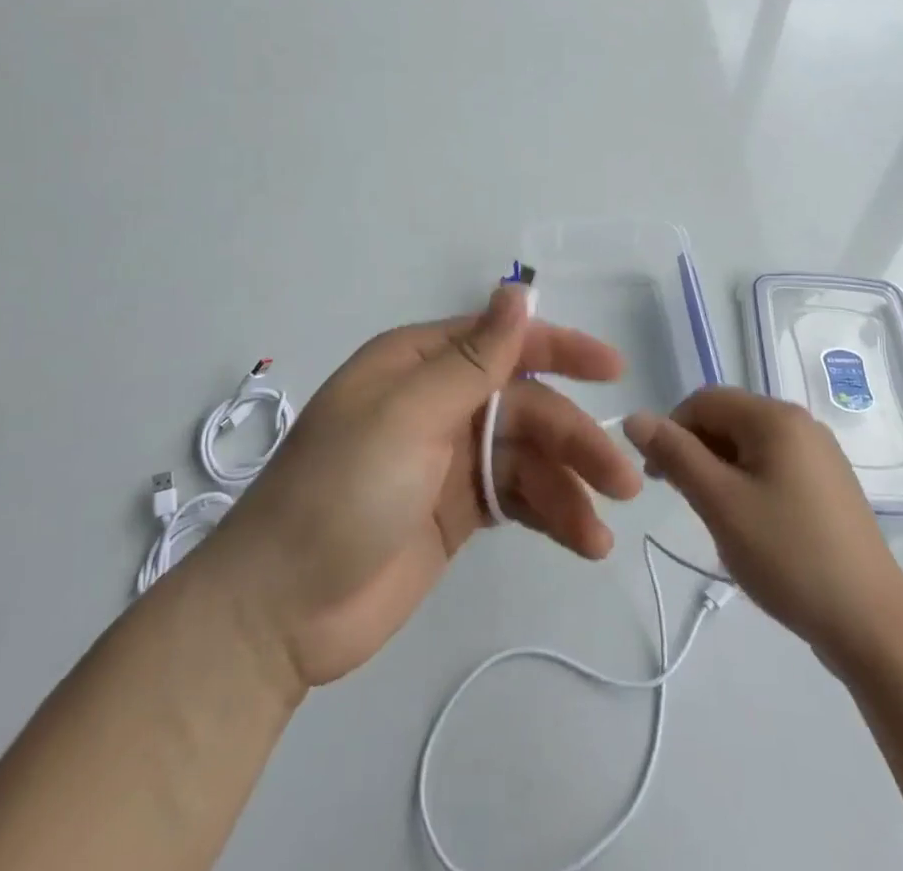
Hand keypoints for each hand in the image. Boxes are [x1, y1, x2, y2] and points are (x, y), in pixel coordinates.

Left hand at [212, 285, 641, 689]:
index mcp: (420, 365)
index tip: (612, 369)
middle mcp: (440, 403)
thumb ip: (472, 359)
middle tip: (624, 479)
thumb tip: (518, 291)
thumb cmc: (340, 492)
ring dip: (571, 487)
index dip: (560, 350)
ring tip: (602, 532)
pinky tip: (583, 540)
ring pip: (529, 456)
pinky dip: (552, 514)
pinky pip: (518, 498)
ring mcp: (451, 459)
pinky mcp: (458, 510)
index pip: (503, 342)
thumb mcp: (406, 416)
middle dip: (575, 439)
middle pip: (526, 407)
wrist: (279, 611)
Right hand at [623, 389, 902, 671]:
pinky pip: (775, 467)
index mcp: (776, 417)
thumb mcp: (720, 503)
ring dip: (721, 471)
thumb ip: (675, 454)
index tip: (657, 478)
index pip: (704, 400)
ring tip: (720, 521)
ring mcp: (821, 454)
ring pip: (750, 446)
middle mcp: (801, 423)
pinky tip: (753, 528)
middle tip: (688, 503)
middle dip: (697, 452)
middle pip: (729, 419)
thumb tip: (636, 417)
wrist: (872, 625)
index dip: (671, 430)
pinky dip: (750, 485)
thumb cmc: (788, 556)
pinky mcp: (830, 485)